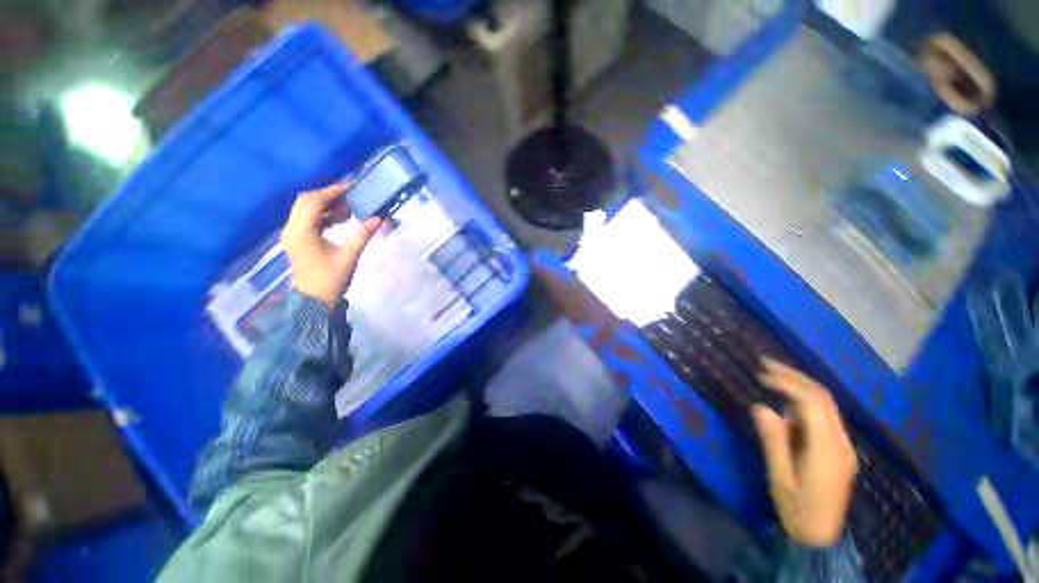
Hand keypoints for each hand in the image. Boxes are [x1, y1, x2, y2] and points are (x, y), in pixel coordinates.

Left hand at [282, 183, 381, 306]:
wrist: (315, 300)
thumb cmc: (331, 279)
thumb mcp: (350, 256)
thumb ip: (362, 235)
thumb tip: (378, 219)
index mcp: (302, 232)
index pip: (313, 202)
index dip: (332, 192)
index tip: (350, 188)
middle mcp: (292, 229)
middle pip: (305, 202)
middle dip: (327, 196)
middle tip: (350, 197)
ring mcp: (293, 234)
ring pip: (305, 209)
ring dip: (325, 205)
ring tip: (348, 208)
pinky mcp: (297, 240)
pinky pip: (307, 219)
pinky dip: (322, 215)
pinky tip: (339, 219)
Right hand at [752, 359, 857, 546]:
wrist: (821, 536)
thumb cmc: (797, 507)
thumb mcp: (779, 476)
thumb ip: (773, 440)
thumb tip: (761, 406)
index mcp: (827, 449)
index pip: (812, 403)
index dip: (787, 383)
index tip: (761, 374)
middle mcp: (841, 442)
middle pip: (823, 398)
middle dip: (794, 376)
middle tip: (765, 363)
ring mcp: (843, 445)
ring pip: (826, 404)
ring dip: (800, 385)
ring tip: (772, 375)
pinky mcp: (839, 449)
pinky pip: (824, 416)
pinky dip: (804, 400)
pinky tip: (786, 402)